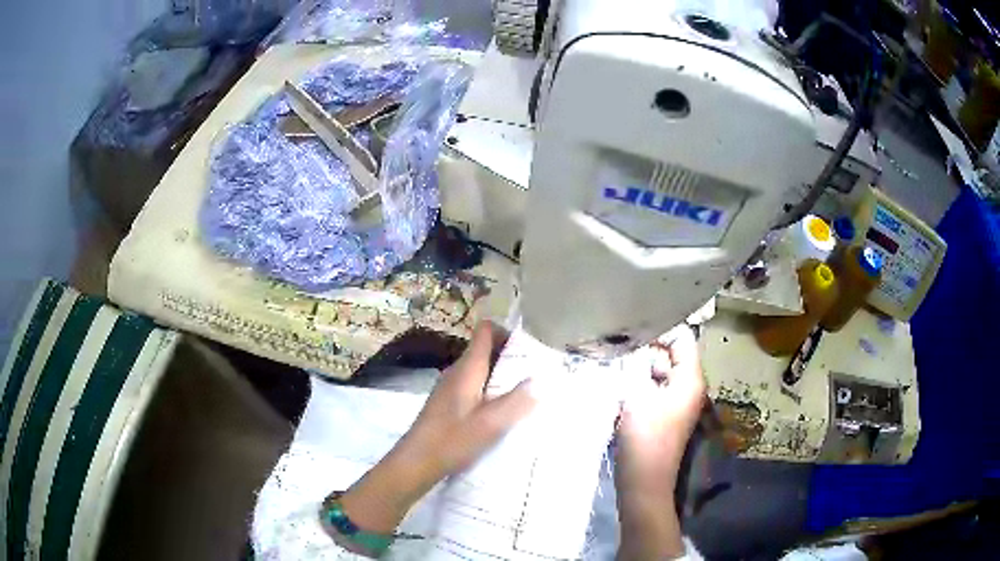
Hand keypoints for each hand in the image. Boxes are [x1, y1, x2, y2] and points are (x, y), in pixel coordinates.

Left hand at [332, 321, 534, 542]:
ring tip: (524, 392)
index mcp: (468, 368)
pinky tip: (501, 412)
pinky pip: (474, 385)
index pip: (486, 330)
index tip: (530, 346)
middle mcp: (457, 371)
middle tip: (535, 372)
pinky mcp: (447, 403)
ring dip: (501, 375)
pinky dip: (490, 390)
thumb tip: (541, 380)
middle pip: (485, 349)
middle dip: (510, 356)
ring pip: (480, 369)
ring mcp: (450, 387)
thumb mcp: (491, 423)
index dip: (507, 331)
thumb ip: (518, 400)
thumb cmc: (453, 440)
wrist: (416, 462)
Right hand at [615, 325, 705, 559]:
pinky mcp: (663, 413)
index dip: (661, 329)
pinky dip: (638, 380)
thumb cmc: (644, 439)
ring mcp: (676, 401)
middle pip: (671, 354)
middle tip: (617, 340)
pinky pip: (653, 387)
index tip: (632, 326)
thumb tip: (630, 347)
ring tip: (614, 357)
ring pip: (660, 371)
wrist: (644, 481)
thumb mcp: (637, 397)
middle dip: (647, 346)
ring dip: (640, 364)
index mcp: (690, 379)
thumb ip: (635, 367)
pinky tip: (617, 379)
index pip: (683, 339)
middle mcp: (688, 386)